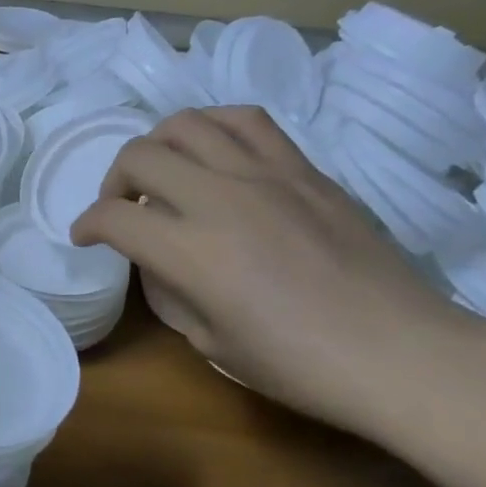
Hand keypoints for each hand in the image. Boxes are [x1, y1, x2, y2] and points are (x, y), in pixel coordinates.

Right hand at [72, 106, 485, 442]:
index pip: (113, 217)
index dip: (86, 226)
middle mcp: (221, 199)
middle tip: (122, 208)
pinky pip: (246, 121)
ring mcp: (266, 175)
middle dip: (113, 182)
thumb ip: (169, 292)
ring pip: (186, 124)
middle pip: (139, 156)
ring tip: (162, 172)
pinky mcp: (304, 169)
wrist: (400, 353)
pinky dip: (212, 126)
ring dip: (157, 146)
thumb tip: (157, 260)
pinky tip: (211, 151)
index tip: (85, 239)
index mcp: (192, 252)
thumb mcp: (209, 343)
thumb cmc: (299, 365)